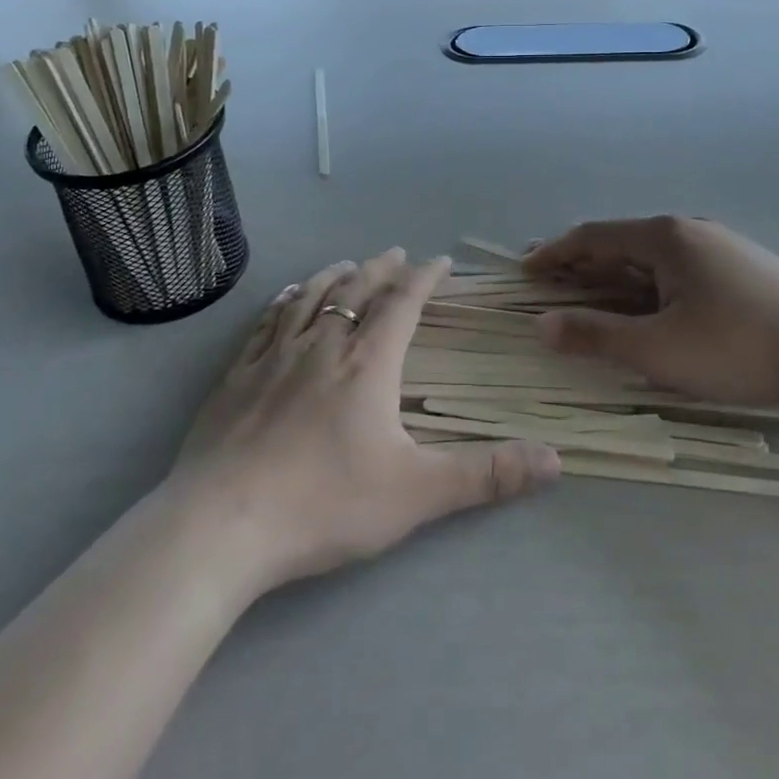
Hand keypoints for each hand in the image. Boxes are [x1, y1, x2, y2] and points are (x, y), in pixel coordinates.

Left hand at [173, 249, 559, 594]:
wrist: (223, 524)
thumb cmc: (325, 503)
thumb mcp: (416, 494)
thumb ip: (486, 475)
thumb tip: (555, 459)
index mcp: (368, 364)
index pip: (403, 304)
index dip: (424, 279)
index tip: (440, 262)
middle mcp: (322, 345)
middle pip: (356, 290)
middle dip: (381, 268)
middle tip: (396, 254)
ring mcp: (274, 356)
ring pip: (310, 298)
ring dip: (334, 276)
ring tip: (347, 264)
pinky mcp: (236, 376)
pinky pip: (265, 323)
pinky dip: (284, 302)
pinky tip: (285, 299)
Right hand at [523, 217, 778, 407]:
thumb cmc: (738, 345)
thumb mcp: (660, 349)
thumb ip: (597, 336)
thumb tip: (543, 325)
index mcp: (664, 237)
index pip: (593, 237)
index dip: (554, 253)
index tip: (524, 271)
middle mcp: (687, 230)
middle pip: (620, 242)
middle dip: (581, 263)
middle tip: (547, 283)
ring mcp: (717, 246)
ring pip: (649, 257)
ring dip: (613, 276)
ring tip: (588, 296)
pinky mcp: (739, 268)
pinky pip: (674, 269)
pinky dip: (644, 284)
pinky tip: (646, 306)